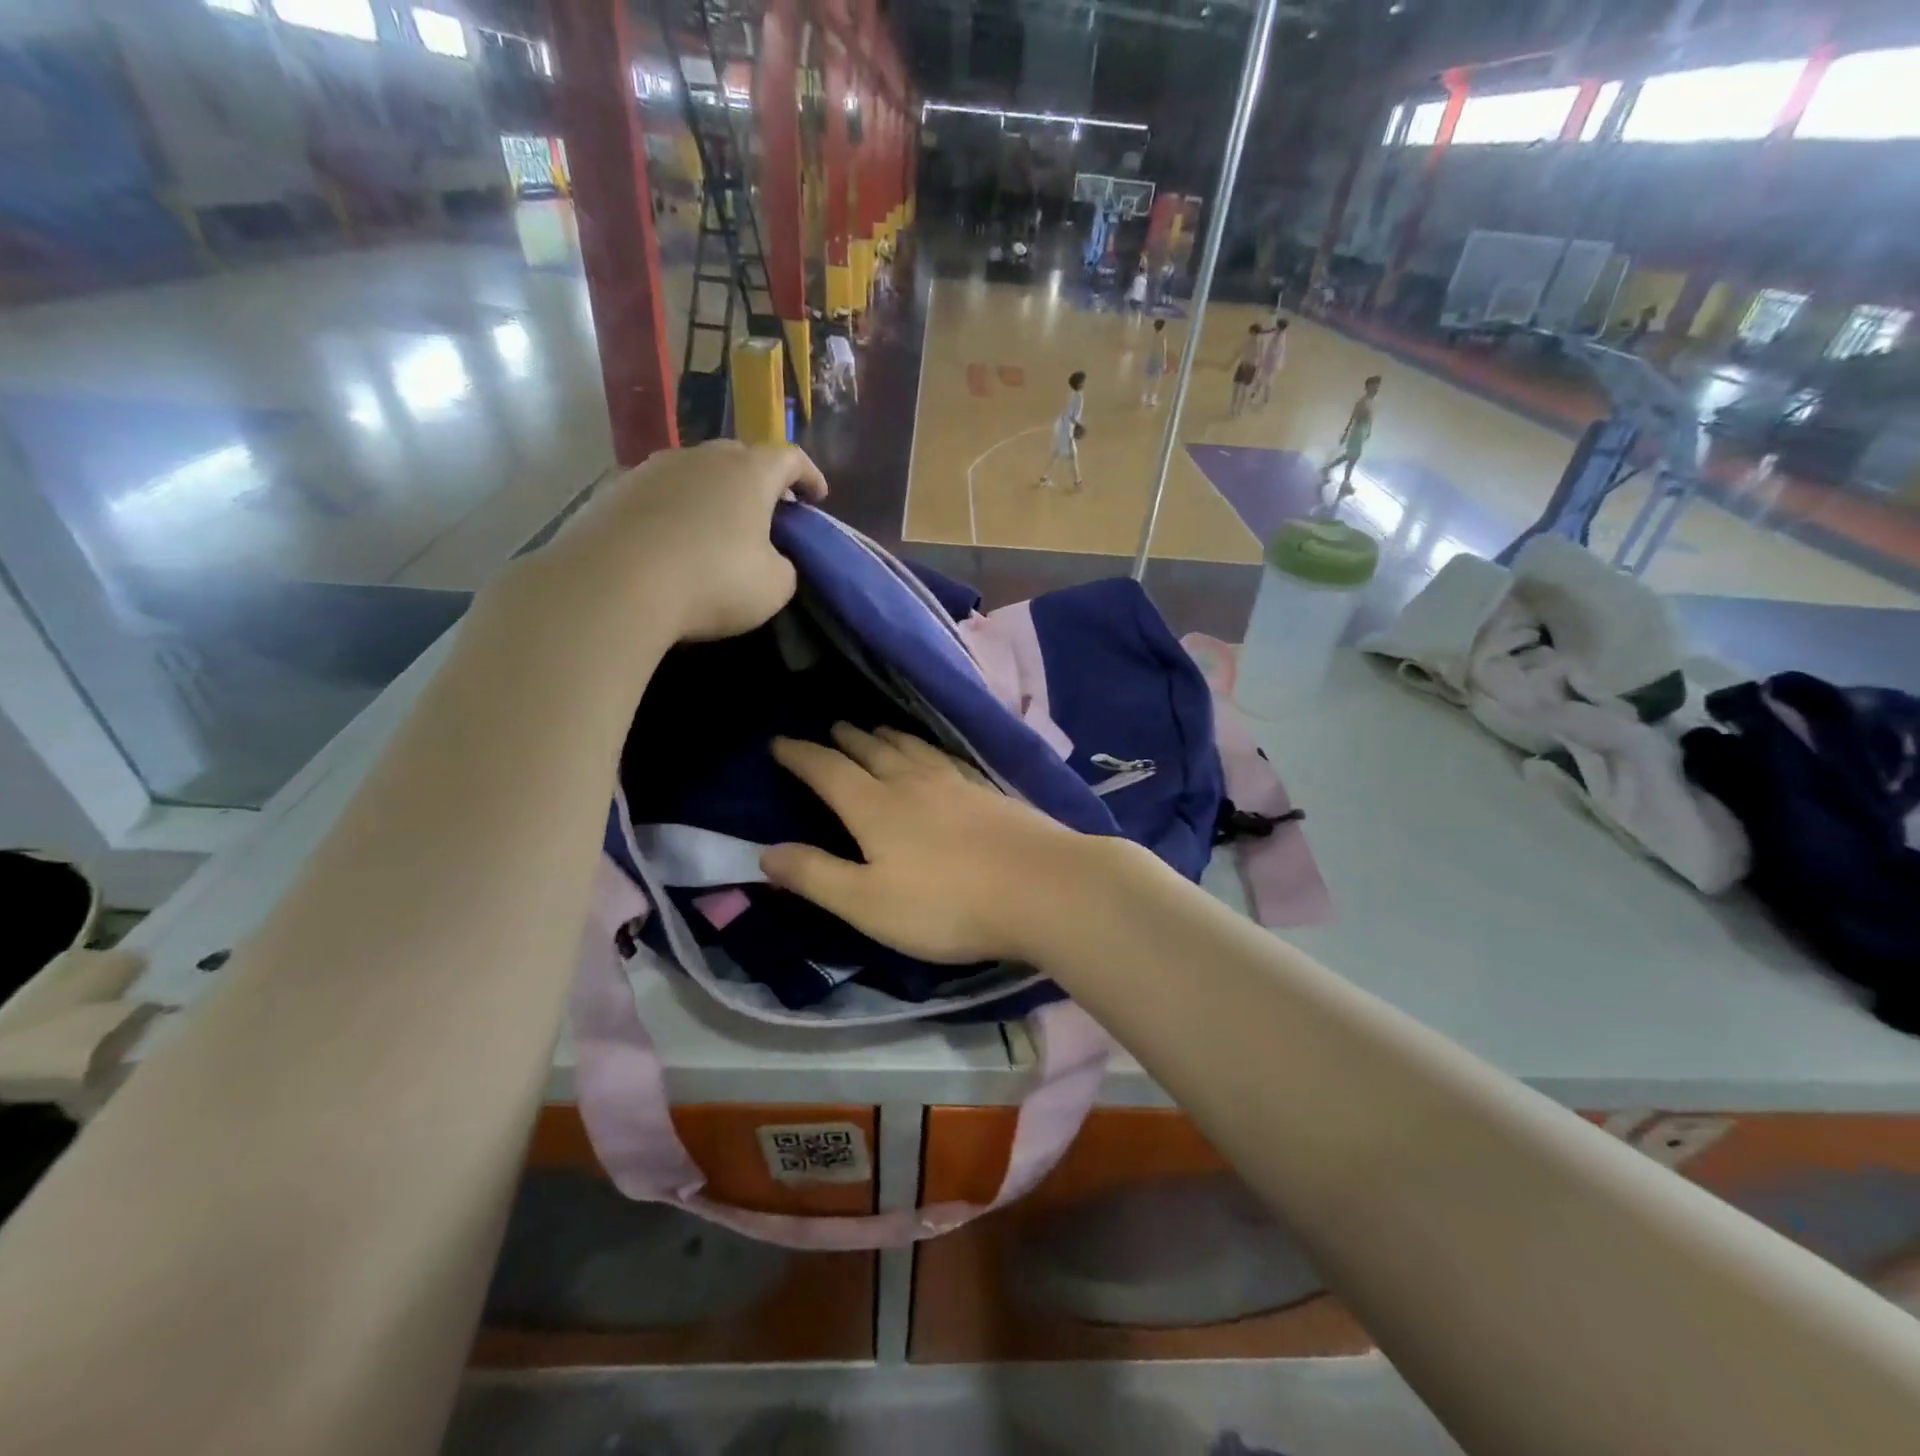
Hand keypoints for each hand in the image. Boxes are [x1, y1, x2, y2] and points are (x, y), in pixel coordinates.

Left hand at [544, 441, 826, 641]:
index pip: (789, 458)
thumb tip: (770, 559)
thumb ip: (783, 566)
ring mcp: (651, 469)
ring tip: (717, 527)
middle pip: (739, 456)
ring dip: (712, 494)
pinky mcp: (613, 492)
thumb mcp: (774, 586)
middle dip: (759, 481)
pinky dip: (674, 511)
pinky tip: (672, 542)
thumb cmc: (713, 580)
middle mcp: (701, 458)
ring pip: (694, 472)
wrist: (615, 584)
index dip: (809, 475)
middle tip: (768, 511)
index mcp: (749, 473)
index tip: (818, 497)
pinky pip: (657, 495)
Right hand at [761, 725, 1103, 964]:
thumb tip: (765, 852)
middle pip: (871, 749)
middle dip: (844, 738)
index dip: (800, 755)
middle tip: (830, 729)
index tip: (779, 742)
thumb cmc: (948, 904)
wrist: (1042, 888)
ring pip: (911, 747)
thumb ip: (816, 876)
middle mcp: (912, 782)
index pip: (827, 769)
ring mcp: (955, 782)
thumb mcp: (868, 903)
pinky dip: (927, 748)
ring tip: (874, 729)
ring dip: (885, 736)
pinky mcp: (989, 790)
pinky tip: (935, 755)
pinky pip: (945, 756)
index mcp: (875, 806)